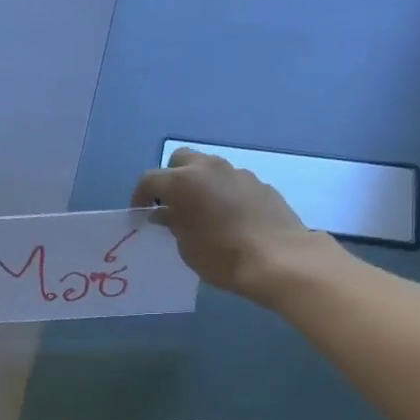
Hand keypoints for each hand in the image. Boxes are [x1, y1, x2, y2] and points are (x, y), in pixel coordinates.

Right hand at [131, 146, 329, 299]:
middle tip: (171, 205)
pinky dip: (223, 193)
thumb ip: (173, 224)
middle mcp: (209, 168)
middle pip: (180, 160)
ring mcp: (238, 173)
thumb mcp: (187, 247)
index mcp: (183, 182)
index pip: (150, 179)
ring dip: (199, 183)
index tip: (140, 214)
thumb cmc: (222, 257)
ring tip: (201, 211)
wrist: (278, 259)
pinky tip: (229, 218)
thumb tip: (164, 213)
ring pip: (209, 168)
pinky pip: (232, 182)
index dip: (140, 197)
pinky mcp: (260, 184)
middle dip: (171, 178)